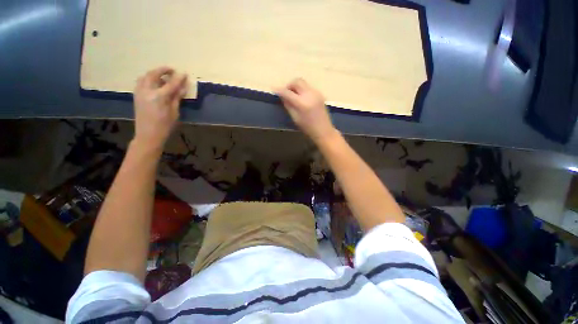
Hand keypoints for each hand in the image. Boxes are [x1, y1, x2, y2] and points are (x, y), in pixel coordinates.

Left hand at [133, 67, 187, 149]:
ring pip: (145, 77)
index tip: (184, 74)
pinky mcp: (136, 96)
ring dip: (154, 73)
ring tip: (163, 76)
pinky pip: (141, 82)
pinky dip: (148, 79)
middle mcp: (147, 91)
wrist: (148, 135)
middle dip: (163, 70)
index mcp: (159, 97)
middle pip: (153, 75)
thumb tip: (182, 88)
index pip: (171, 84)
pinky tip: (154, 83)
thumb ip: (177, 98)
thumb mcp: (174, 112)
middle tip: (172, 70)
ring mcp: (139, 92)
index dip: (178, 78)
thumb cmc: (165, 126)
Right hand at [276, 79, 336, 143]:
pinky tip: (301, 98)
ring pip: (303, 82)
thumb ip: (288, 105)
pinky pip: (308, 87)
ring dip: (296, 86)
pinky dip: (302, 89)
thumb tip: (282, 96)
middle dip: (289, 85)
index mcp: (302, 103)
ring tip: (293, 95)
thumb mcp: (295, 118)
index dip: (279, 90)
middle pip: (297, 81)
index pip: (288, 92)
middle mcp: (310, 94)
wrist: (323, 130)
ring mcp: (316, 93)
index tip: (274, 89)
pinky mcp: (319, 94)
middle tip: (286, 93)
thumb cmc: (308, 127)